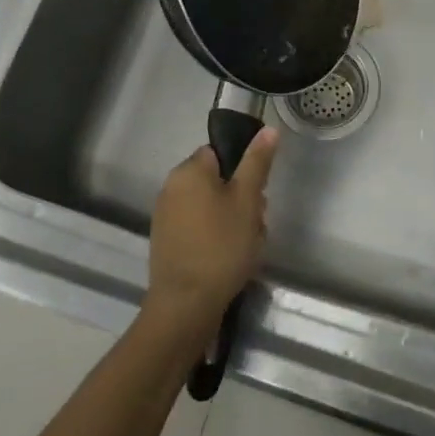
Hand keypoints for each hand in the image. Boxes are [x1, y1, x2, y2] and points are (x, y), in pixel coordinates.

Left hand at [144, 129, 278, 341]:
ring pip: (209, 206)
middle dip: (240, 199)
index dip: (244, 171)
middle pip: (217, 180)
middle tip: (255, 223)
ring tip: (245, 246)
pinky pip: (197, 227)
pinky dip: (214, 237)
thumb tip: (268, 129)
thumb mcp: (247, 200)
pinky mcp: (166, 242)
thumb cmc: (221, 246)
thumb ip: (257, 162)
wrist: (185, 306)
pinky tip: (227, 259)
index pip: (221, 153)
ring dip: (230, 220)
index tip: (256, 195)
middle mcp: (171, 186)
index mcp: (189, 170)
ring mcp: (166, 216)